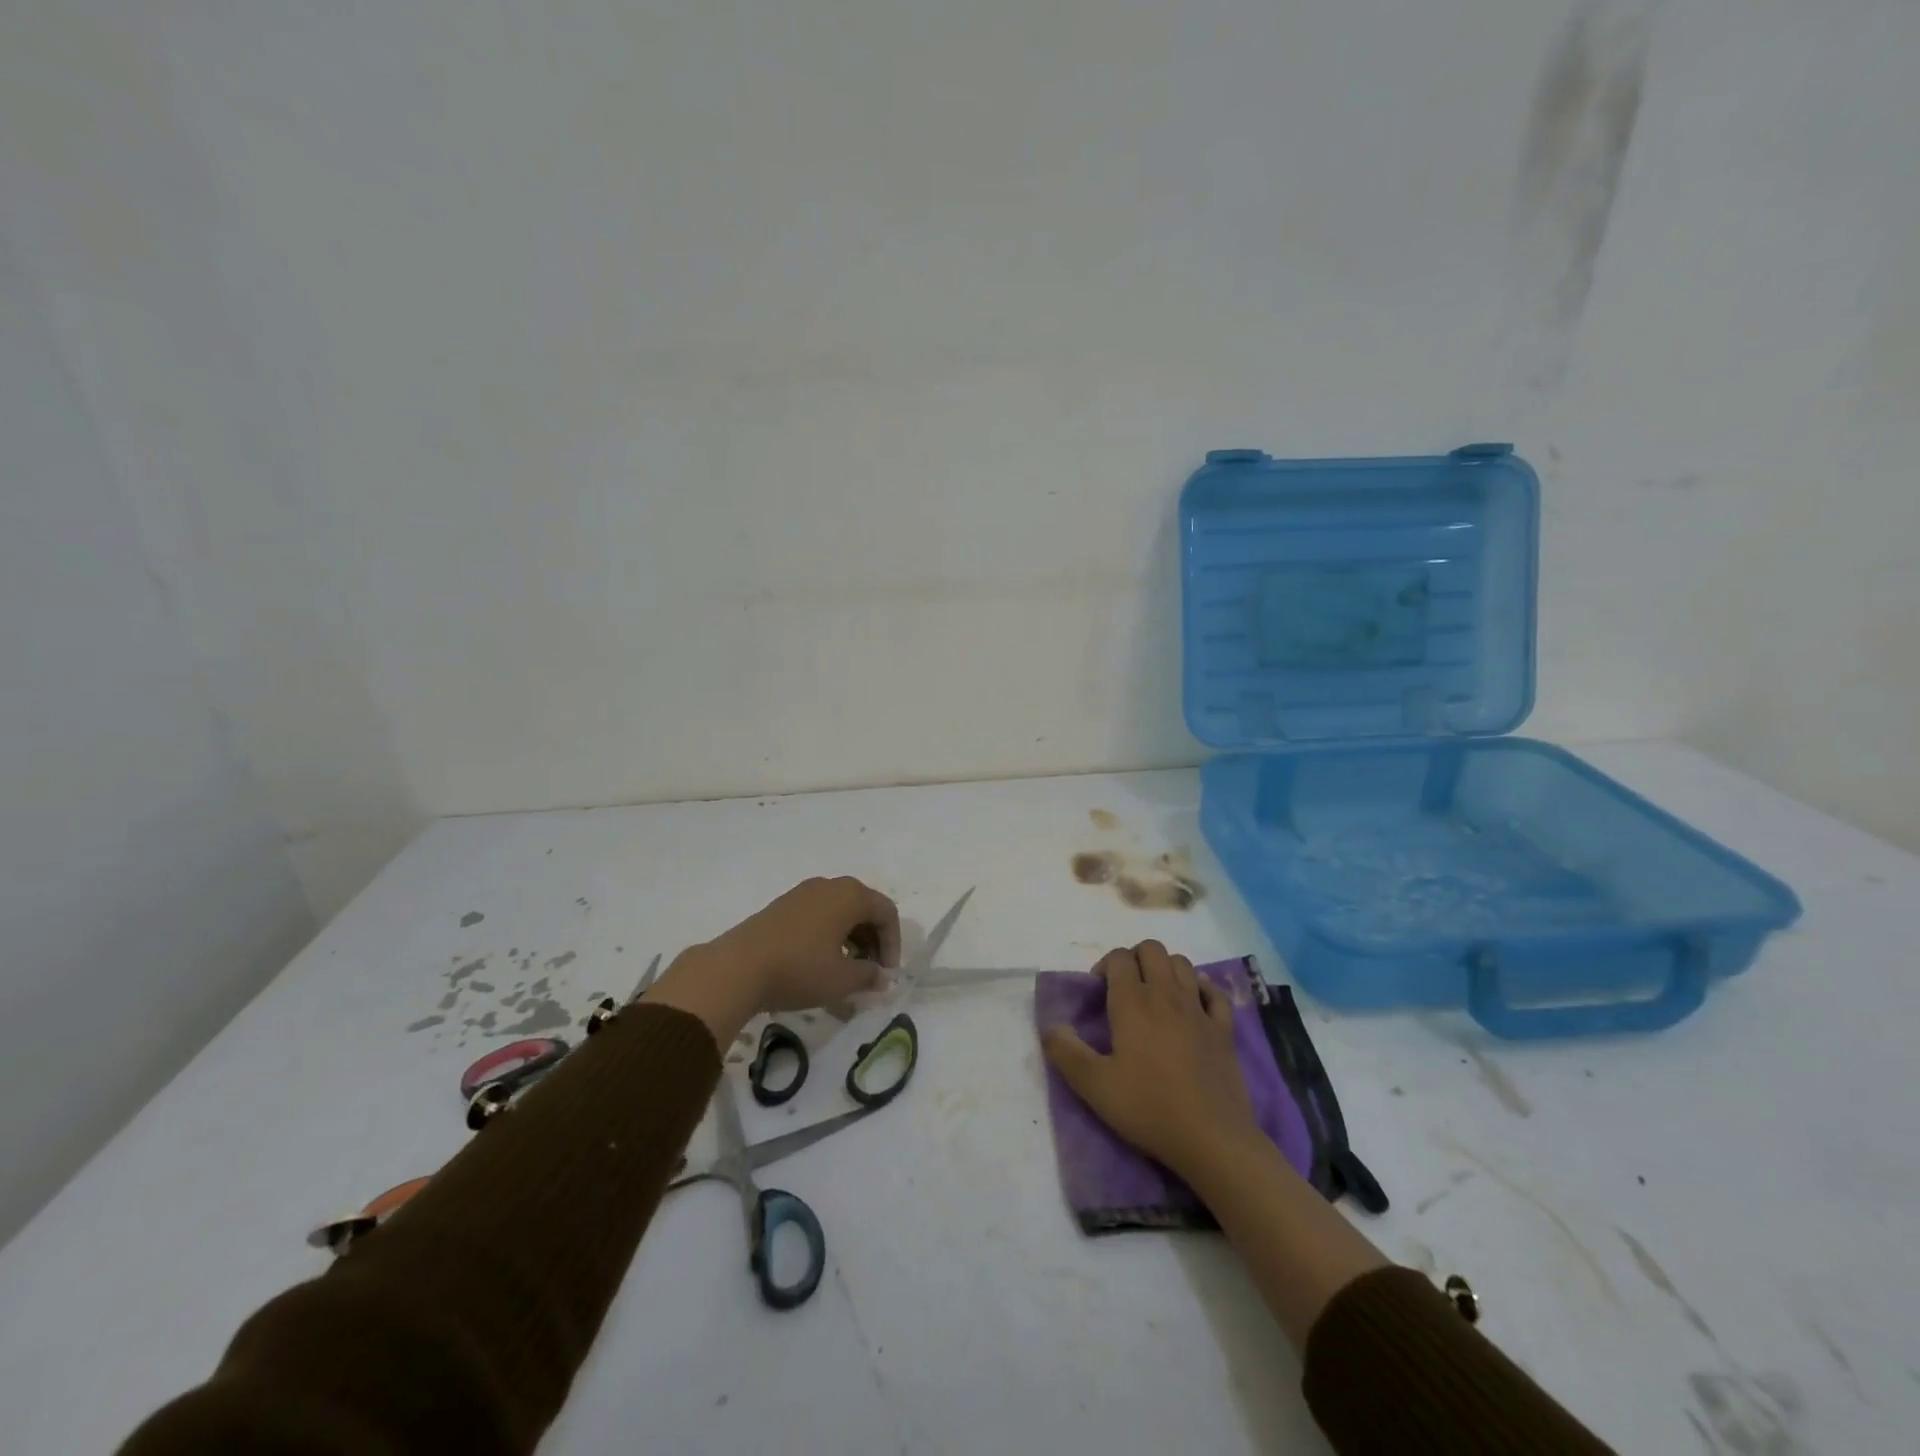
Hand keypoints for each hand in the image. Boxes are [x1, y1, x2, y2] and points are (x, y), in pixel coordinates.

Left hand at [649, 877, 900, 1044]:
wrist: (737, 968)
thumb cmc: (800, 969)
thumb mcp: (842, 979)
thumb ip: (869, 976)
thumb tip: (880, 976)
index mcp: (850, 895)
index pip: (886, 912)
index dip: (893, 944)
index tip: (886, 974)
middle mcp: (829, 886)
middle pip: (864, 908)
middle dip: (873, 941)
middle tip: (871, 972)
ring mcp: (802, 894)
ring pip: (840, 912)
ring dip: (851, 940)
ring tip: (847, 972)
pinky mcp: (781, 907)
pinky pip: (818, 916)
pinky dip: (829, 936)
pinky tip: (820, 964)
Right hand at [1042, 941, 1258, 1180]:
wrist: (1212, 1139)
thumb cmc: (1149, 1108)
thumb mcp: (1095, 1086)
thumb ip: (1066, 1052)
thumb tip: (1050, 1027)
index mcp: (1133, 1002)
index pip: (1118, 957)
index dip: (1105, 965)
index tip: (1098, 992)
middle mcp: (1166, 994)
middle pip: (1151, 949)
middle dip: (1135, 957)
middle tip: (1125, 987)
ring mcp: (1199, 1009)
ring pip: (1182, 963)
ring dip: (1165, 968)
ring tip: (1155, 994)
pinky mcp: (1224, 1029)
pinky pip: (1215, 992)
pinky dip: (1202, 988)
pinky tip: (1194, 1004)